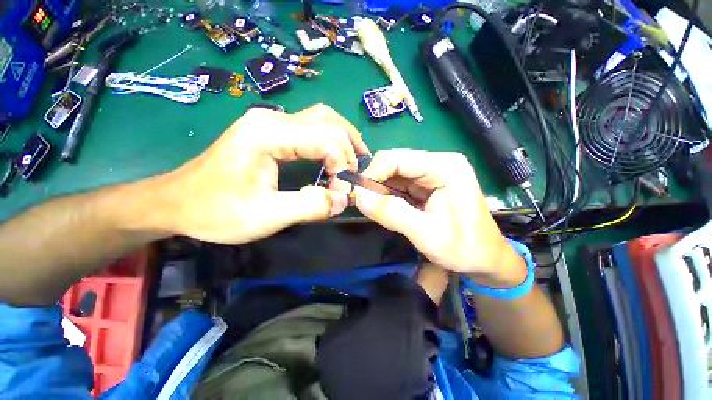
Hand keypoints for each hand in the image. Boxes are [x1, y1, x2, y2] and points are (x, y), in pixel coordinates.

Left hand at [154, 104, 368, 244]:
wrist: (175, 202)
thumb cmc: (215, 211)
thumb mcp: (264, 216)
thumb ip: (308, 207)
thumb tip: (343, 199)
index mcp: (268, 134)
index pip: (325, 137)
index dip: (342, 162)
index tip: (342, 188)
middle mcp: (271, 119)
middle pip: (328, 119)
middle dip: (349, 145)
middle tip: (355, 172)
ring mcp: (270, 122)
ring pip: (322, 118)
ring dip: (343, 138)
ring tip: (353, 160)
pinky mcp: (270, 131)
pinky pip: (311, 127)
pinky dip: (330, 140)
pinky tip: (335, 156)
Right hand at [348, 150, 525, 286]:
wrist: (486, 258)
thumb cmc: (464, 248)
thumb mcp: (426, 234)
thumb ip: (392, 214)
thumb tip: (359, 198)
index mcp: (444, 168)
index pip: (397, 158)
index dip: (373, 173)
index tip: (359, 195)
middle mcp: (438, 163)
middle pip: (394, 163)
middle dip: (375, 183)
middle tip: (365, 204)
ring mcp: (433, 172)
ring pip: (394, 173)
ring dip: (380, 190)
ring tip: (375, 209)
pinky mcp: (427, 183)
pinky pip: (399, 184)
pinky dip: (388, 195)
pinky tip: (386, 208)